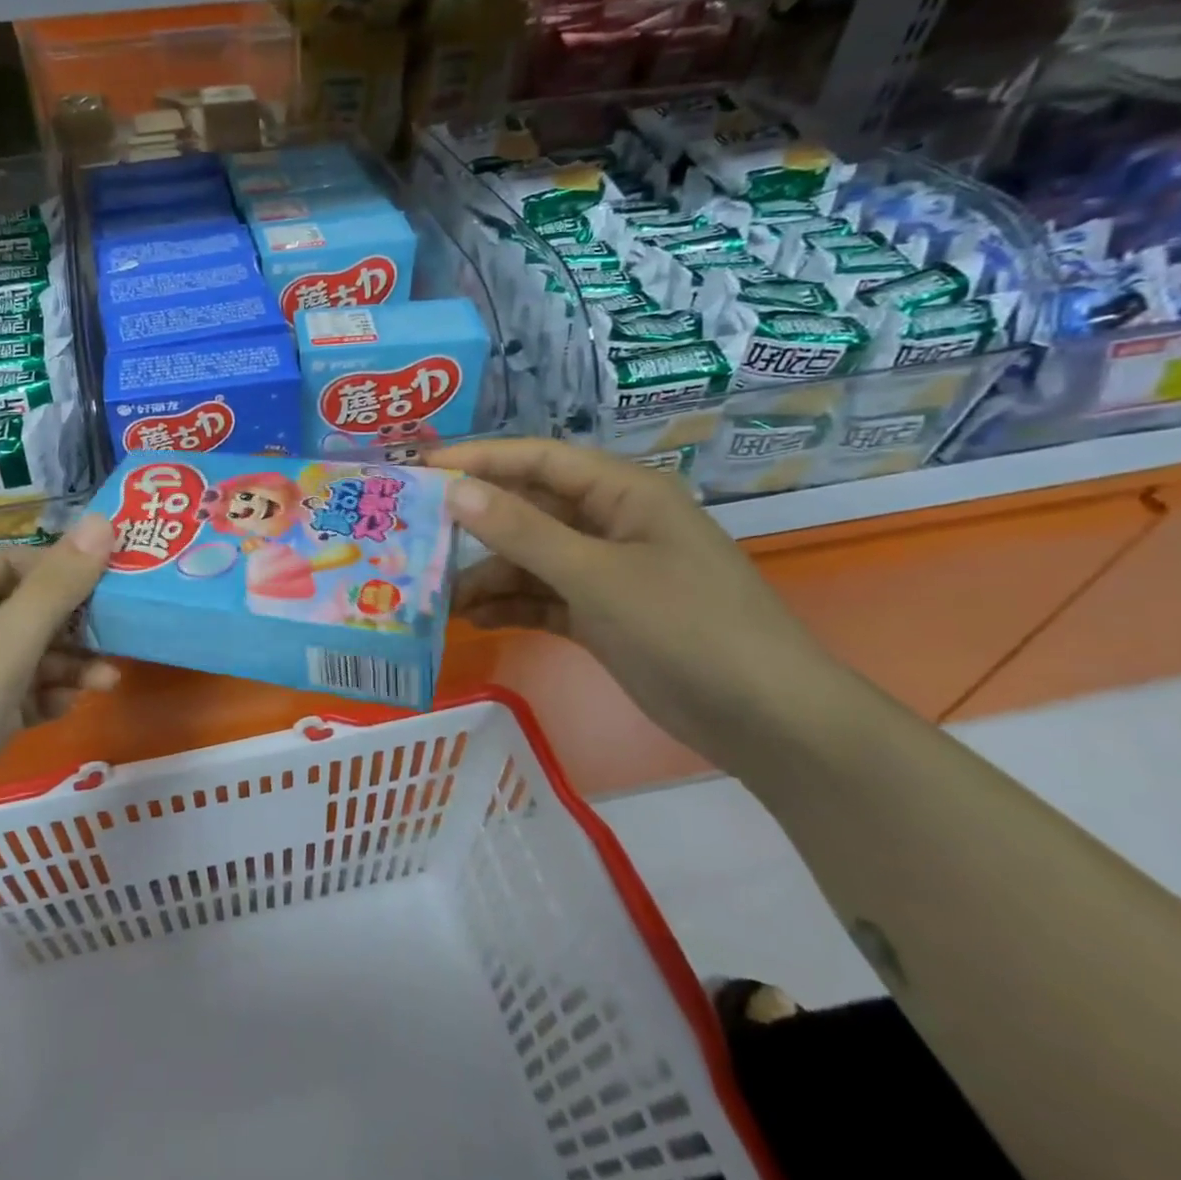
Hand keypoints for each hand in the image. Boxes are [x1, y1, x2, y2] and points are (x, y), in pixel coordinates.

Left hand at [0, 512, 120, 839]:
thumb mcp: (8, 642)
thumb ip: (58, 585)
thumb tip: (102, 520)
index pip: (14, 561)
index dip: (61, 565)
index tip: (109, 581)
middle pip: (25, 608)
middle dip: (74, 620)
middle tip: (121, 633)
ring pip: (25, 655)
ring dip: (68, 663)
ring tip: (109, 681)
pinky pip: (15, 695)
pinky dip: (44, 697)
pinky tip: (67, 709)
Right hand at [425, 439, 841, 764]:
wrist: (765, 720)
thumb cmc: (687, 627)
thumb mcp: (597, 575)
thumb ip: (522, 532)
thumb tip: (454, 490)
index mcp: (623, 494)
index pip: (538, 460)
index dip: (480, 459)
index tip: (421, 469)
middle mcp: (611, 524)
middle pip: (529, 510)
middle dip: (476, 524)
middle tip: (415, 536)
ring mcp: (607, 572)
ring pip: (531, 559)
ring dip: (489, 575)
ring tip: (438, 595)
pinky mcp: (602, 615)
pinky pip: (543, 598)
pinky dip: (511, 606)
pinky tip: (473, 619)